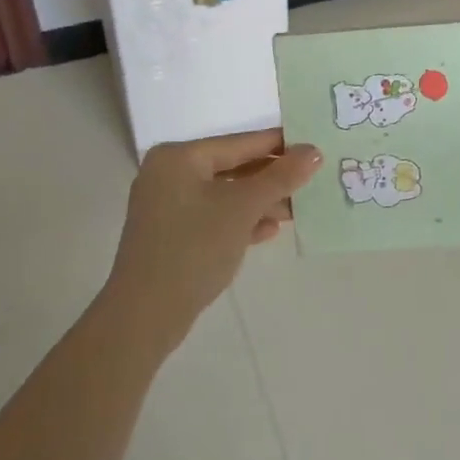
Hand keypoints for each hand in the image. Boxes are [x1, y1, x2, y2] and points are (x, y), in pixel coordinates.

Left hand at [107, 130, 320, 353]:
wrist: (145, 317)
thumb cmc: (194, 247)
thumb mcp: (243, 208)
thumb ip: (281, 177)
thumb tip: (313, 151)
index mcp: (180, 157)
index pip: (241, 142)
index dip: (280, 145)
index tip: (315, 147)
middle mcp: (170, 174)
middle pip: (234, 168)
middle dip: (272, 178)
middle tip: (312, 180)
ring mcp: (168, 206)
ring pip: (226, 194)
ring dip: (261, 202)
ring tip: (298, 209)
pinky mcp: (172, 235)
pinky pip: (214, 216)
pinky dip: (241, 220)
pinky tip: (270, 230)